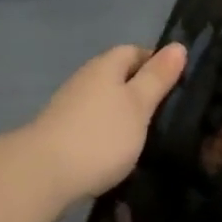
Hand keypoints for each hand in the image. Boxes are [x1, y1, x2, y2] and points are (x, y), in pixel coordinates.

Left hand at [21, 42, 187, 202]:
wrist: (42, 175)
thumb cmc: (99, 135)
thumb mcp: (138, 105)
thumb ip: (157, 78)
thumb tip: (177, 46)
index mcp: (105, 66)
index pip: (134, 51)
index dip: (157, 63)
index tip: (180, 85)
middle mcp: (85, 80)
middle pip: (119, 77)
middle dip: (142, 92)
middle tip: (170, 115)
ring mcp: (70, 107)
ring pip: (106, 103)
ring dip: (125, 116)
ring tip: (150, 138)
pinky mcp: (62, 135)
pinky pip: (94, 126)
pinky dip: (109, 136)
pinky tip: (121, 155)